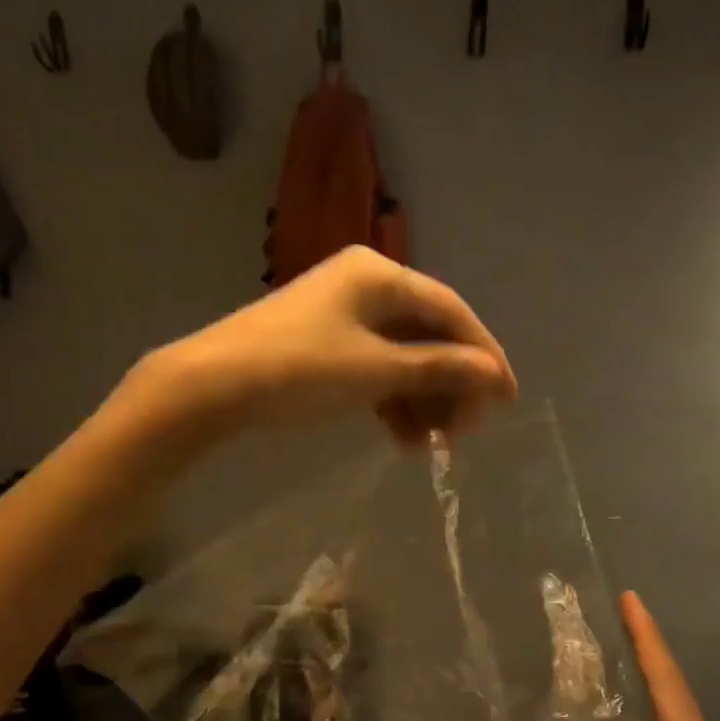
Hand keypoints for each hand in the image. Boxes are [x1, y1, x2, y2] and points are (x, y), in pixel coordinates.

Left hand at [140, 246, 516, 445]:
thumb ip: (439, 369)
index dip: (483, 355)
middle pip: (427, 335)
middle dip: (449, 385)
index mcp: (380, 275)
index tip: (506, 398)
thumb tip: (495, 374)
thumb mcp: (377, 371)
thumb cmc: (301, 369)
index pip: (450, 311)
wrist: (213, 386)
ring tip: (432, 445)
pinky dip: (391, 400)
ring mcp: (342, 314)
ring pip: (401, 356)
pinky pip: (374, 368)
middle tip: (463, 432)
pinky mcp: (324, 343)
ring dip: (421, 399)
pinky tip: (401, 438)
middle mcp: (365, 284)